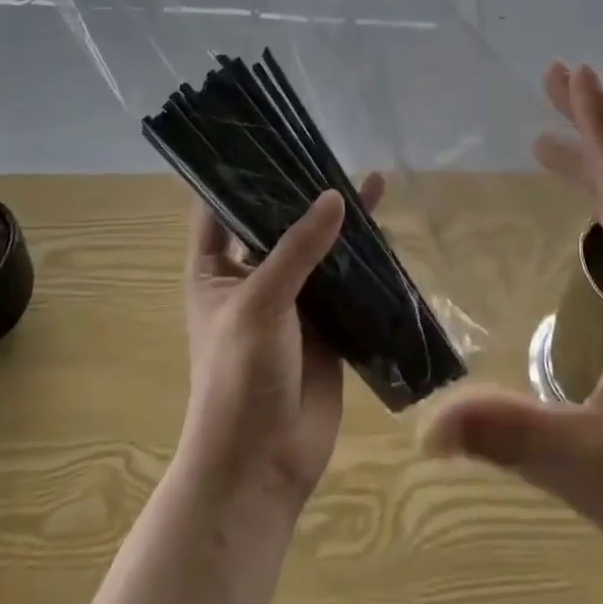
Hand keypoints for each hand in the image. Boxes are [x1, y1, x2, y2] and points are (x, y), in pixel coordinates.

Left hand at [177, 175, 384, 509]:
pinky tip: (387, 231)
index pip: (223, 206)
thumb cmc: (239, 377)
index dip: (243, 173)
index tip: (273, 137)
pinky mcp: (325, 325)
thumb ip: (299, 247)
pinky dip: (363, 260)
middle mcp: (251, 277)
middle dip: (305, 192)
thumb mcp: (261, 302)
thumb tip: (337, 195)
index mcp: (215, 269)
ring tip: (375, 181)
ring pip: (318, 249)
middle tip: (335, 152)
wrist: (262, 466)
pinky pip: (345, 282)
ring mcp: (291, 301)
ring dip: (342, 222)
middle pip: (279, 222)